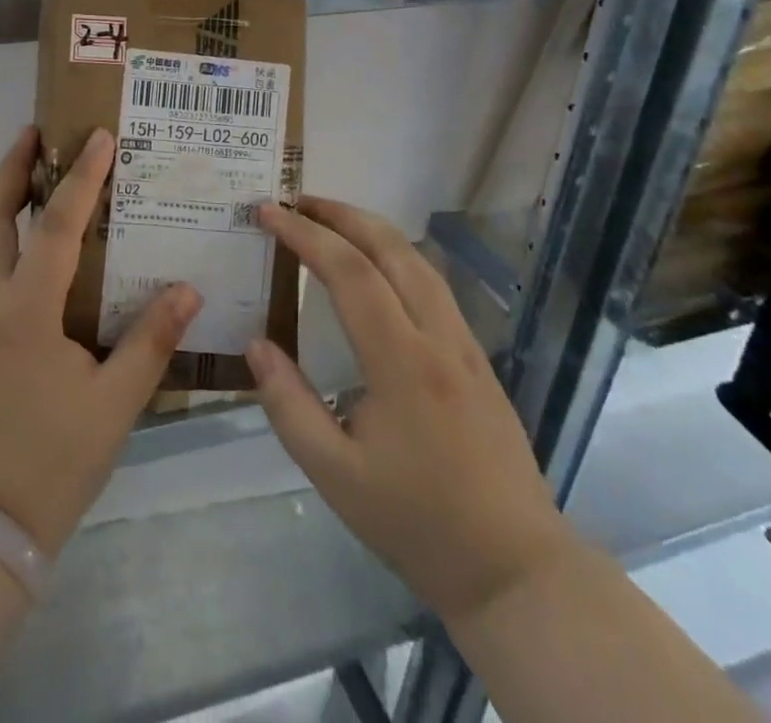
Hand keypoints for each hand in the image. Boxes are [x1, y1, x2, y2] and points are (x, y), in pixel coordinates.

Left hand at [0, 126, 199, 556]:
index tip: (98, 137)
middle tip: (35, 133)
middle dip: (11, 169)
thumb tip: (187, 290)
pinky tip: (16, 239)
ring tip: (23, 172)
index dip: (80, 177)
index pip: (56, 226)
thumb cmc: (51, 462)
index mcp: (25, 311)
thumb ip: (150, 342)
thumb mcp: (114, 406)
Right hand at [246, 197, 578, 625]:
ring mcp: (465, 345)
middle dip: (341, 214)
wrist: (515, 570)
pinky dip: (396, 254)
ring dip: (371, 229)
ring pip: (419, 261)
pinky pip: (434, 284)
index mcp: (402, 362)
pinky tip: (376, 265)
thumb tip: (255, 343)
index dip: (305, 235)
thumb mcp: (334, 473)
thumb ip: (287, 404)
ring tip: (329, 220)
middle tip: (295, 200)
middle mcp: (438, 338)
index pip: (350, 272)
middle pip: (392, 248)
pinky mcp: (477, 358)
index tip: (268, 212)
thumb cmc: (416, 522)